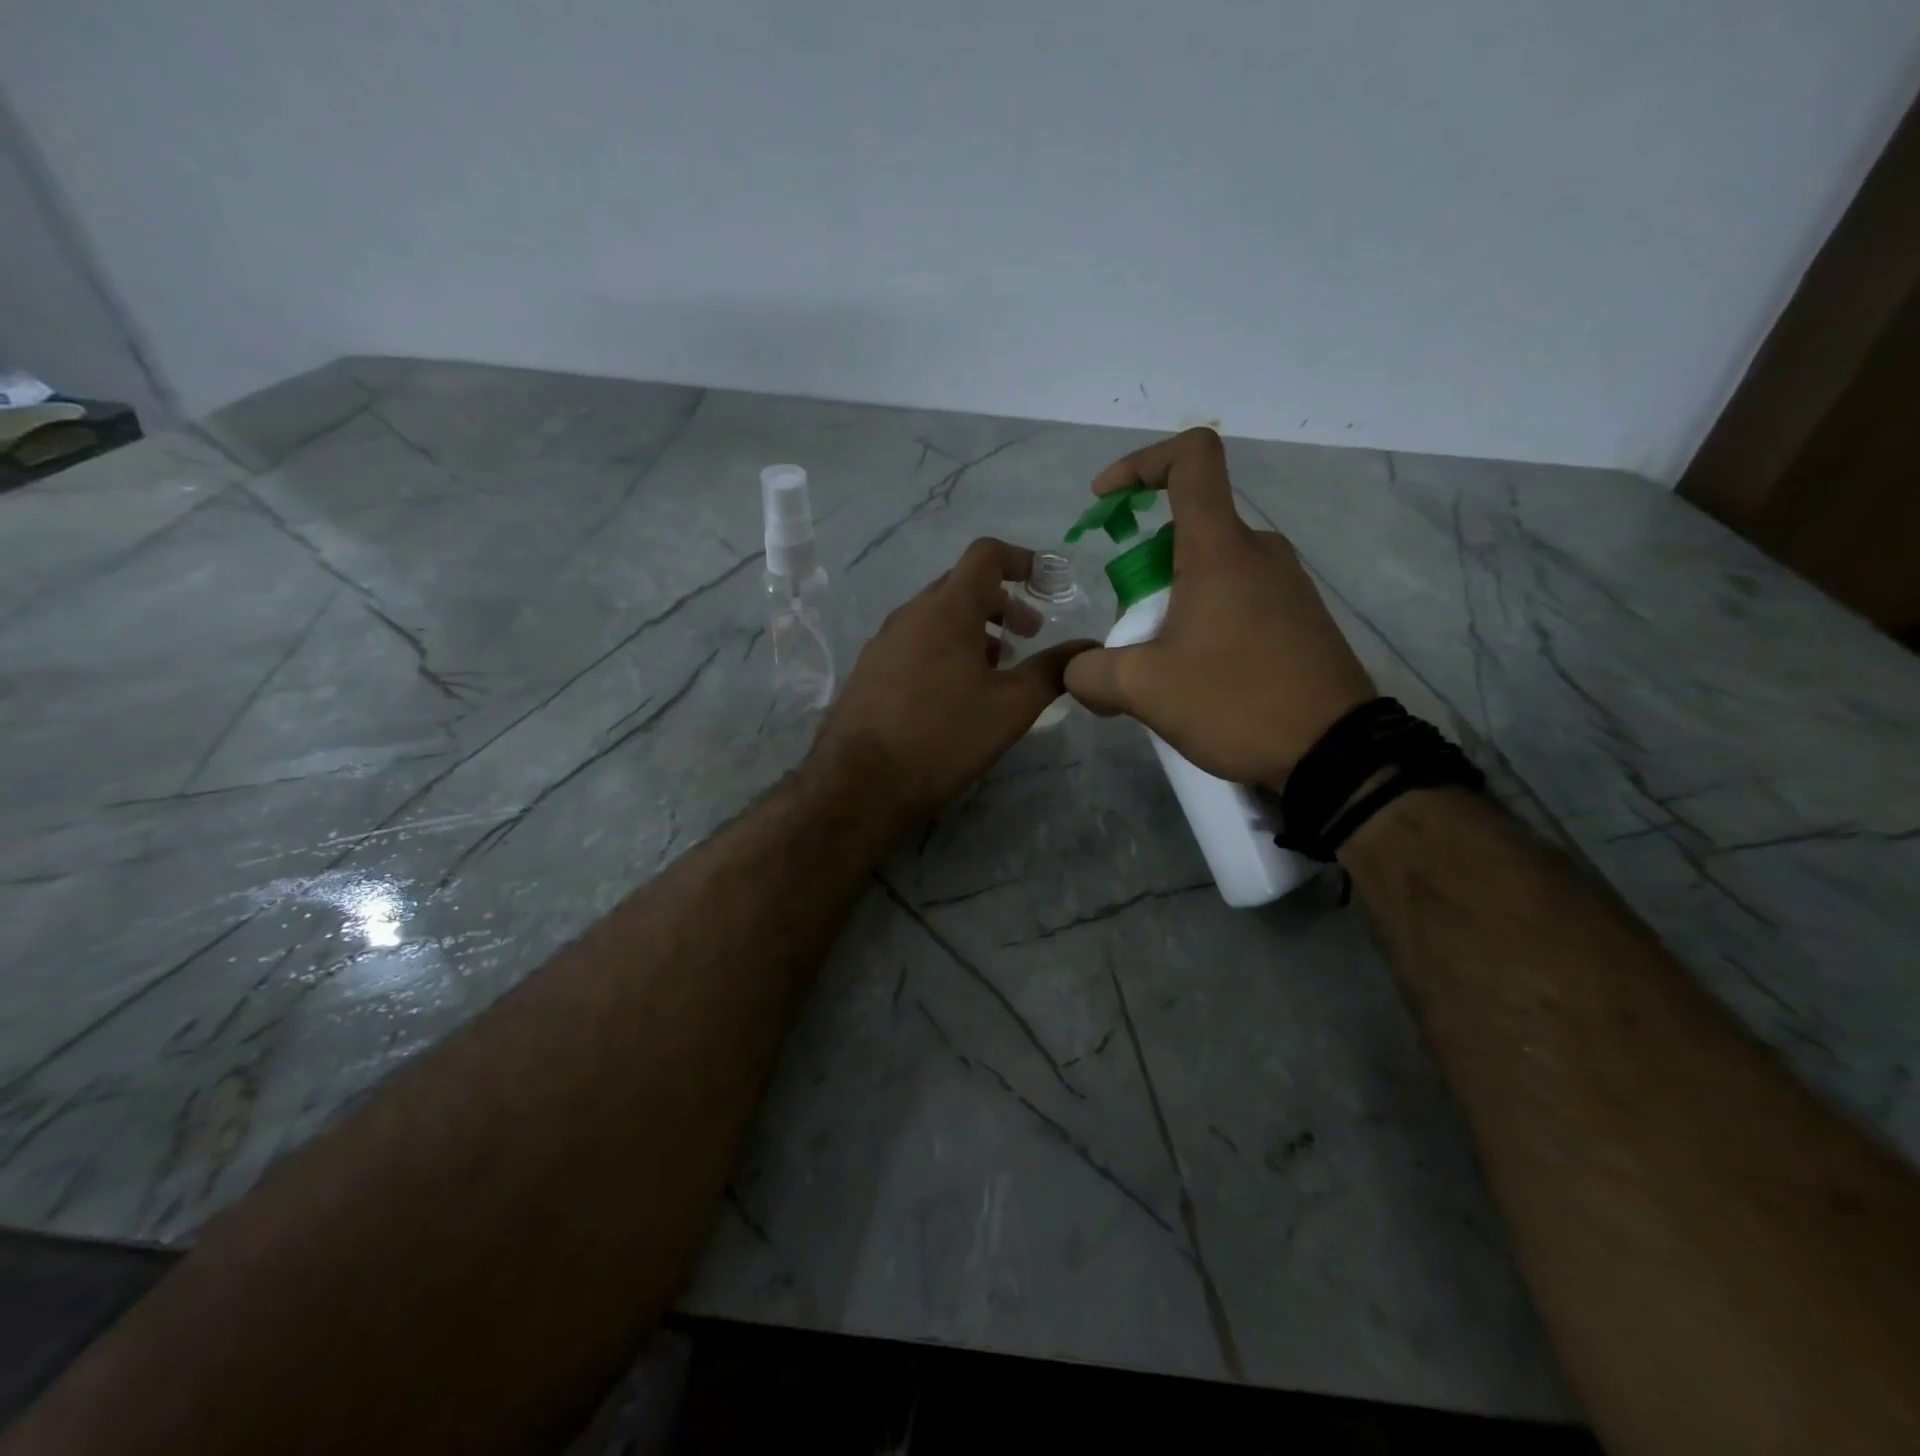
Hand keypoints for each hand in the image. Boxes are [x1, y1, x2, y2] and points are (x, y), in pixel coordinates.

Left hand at [813, 538, 1096, 824]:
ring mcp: (884, 641)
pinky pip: (915, 642)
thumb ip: (1052, 671)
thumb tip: (1087, 649)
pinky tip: (954, 692)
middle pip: (962, 586)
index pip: (986, 555)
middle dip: (1002, 602)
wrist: (861, 783)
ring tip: (996, 668)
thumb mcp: (1010, 707)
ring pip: (937, 617)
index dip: (1022, 559)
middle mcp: (910, 614)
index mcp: (947, 609)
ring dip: (973, 629)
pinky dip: (945, 649)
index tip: (1047, 583)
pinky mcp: (869, 669)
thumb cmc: (944, 736)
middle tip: (1029, 635)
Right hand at [1064, 428, 1375, 788]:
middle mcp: (1259, 551)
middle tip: (1131, 631)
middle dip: (1143, 571)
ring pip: (1211, 569)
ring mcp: (1287, 583)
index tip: (1104, 500)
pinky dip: (1204, 619)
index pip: (1190, 458)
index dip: (1140, 463)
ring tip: (1162, 666)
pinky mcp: (1300, 616)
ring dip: (1172, 602)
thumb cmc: (1237, 701)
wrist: (1336, 752)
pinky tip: (1200, 677)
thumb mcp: (1144, 690)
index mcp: (1221, 548)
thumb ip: (1091, 673)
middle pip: (1187, 529)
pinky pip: (1238, 597)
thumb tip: (1077, 671)